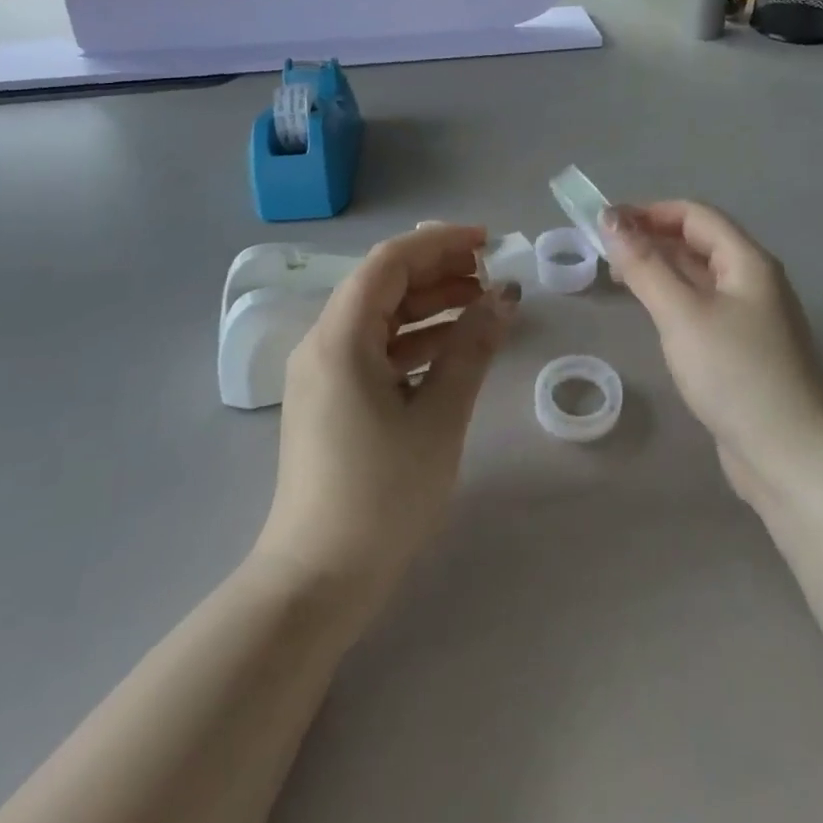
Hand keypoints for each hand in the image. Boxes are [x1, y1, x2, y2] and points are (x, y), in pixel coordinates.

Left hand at [254, 224, 517, 616]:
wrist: (318, 580)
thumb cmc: (382, 495)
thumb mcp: (439, 417)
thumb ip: (471, 348)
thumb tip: (504, 296)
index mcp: (340, 338)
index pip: (389, 262)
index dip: (440, 243)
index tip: (488, 242)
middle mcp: (324, 344)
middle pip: (384, 284)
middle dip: (439, 272)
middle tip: (492, 275)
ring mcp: (324, 373)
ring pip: (382, 316)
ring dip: (431, 305)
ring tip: (484, 306)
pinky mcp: (332, 399)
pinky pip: (377, 349)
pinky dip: (416, 340)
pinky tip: (455, 347)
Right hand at [603, 202, 822, 503]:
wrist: (792, 457)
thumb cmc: (736, 374)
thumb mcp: (682, 314)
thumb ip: (645, 266)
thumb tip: (610, 219)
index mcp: (748, 262)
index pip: (695, 215)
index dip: (649, 212)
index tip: (605, 224)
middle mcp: (754, 281)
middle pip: (699, 242)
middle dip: (652, 239)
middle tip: (604, 252)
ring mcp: (751, 318)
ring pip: (700, 277)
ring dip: (660, 269)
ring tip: (619, 278)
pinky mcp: (744, 350)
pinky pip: (703, 308)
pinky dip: (673, 300)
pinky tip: (652, 315)